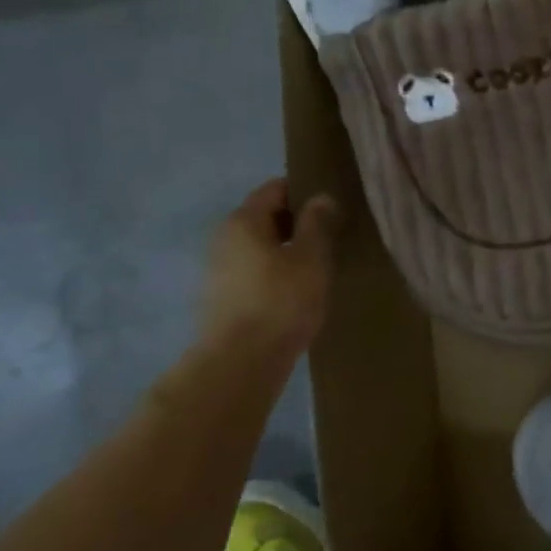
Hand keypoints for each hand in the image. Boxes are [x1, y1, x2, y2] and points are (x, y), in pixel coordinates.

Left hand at [200, 179, 338, 355]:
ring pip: (259, 246)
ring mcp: (218, 268)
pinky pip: (253, 270)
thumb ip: (316, 223)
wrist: (241, 362)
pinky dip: (274, 272)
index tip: (331, 206)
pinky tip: (296, 290)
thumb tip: (319, 197)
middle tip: (330, 236)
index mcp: (244, 220)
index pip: (275, 188)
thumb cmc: (281, 301)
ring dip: (285, 249)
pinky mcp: (221, 296)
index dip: (304, 192)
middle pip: (264, 216)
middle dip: (296, 222)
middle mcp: (224, 237)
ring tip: (316, 265)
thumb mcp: (310, 257)